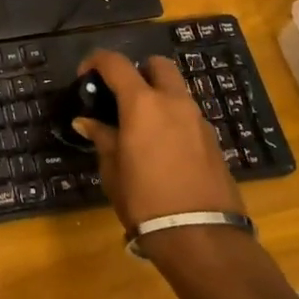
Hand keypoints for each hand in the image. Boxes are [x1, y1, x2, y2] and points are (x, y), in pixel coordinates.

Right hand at [71, 50, 242, 228]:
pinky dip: (172, 120)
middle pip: (158, 65)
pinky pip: (188, 116)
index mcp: (142, 104)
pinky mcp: (213, 141)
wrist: (200, 237)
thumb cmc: (144, 199)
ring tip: (140, 126)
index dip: (96, 62)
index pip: (116, 63)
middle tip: (122, 95)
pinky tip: (162, 148)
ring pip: (176, 91)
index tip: (85, 77)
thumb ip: (102, 138)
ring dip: (158, 96)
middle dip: (139, 71)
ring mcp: (198, 121)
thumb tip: (86, 122)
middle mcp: (174, 103)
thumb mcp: (112, 169)